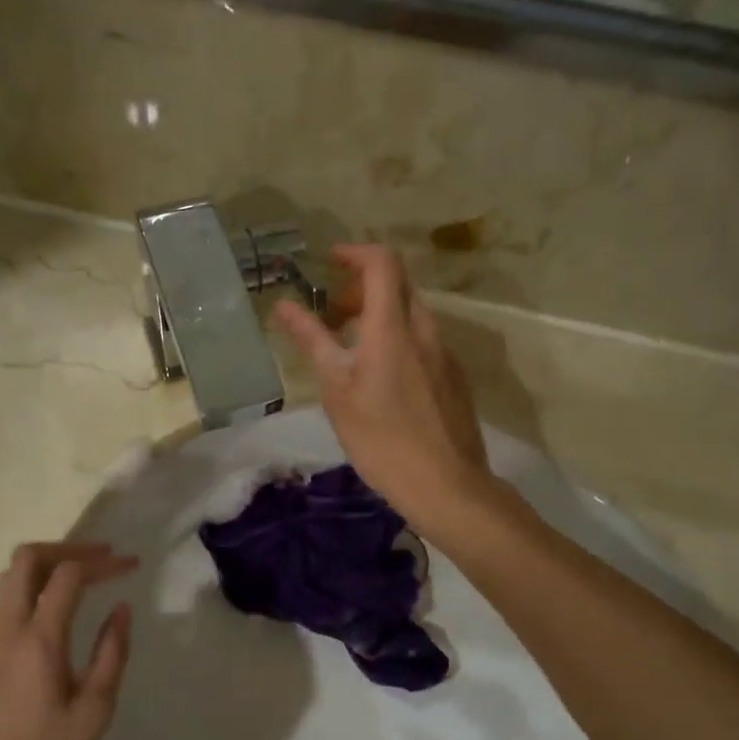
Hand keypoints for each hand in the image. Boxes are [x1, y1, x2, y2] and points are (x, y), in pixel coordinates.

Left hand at [0, 542, 135, 739]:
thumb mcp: (95, 711)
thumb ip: (111, 653)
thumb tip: (120, 609)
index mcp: (37, 641)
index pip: (69, 575)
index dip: (103, 562)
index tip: (131, 565)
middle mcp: (3, 630)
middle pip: (26, 559)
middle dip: (67, 548)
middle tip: (101, 558)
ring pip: (8, 579)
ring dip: (44, 567)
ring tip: (80, 579)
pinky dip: (27, 590)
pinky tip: (50, 614)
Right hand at [274, 245, 490, 537]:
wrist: (446, 485)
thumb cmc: (382, 441)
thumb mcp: (338, 392)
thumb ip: (314, 342)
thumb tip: (284, 305)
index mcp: (393, 329)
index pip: (382, 263)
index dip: (355, 253)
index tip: (329, 263)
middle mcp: (425, 331)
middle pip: (398, 286)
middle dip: (363, 289)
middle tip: (333, 316)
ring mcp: (445, 355)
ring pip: (411, 316)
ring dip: (380, 317)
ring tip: (352, 352)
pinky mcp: (454, 378)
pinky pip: (424, 342)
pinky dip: (398, 340)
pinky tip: (383, 381)